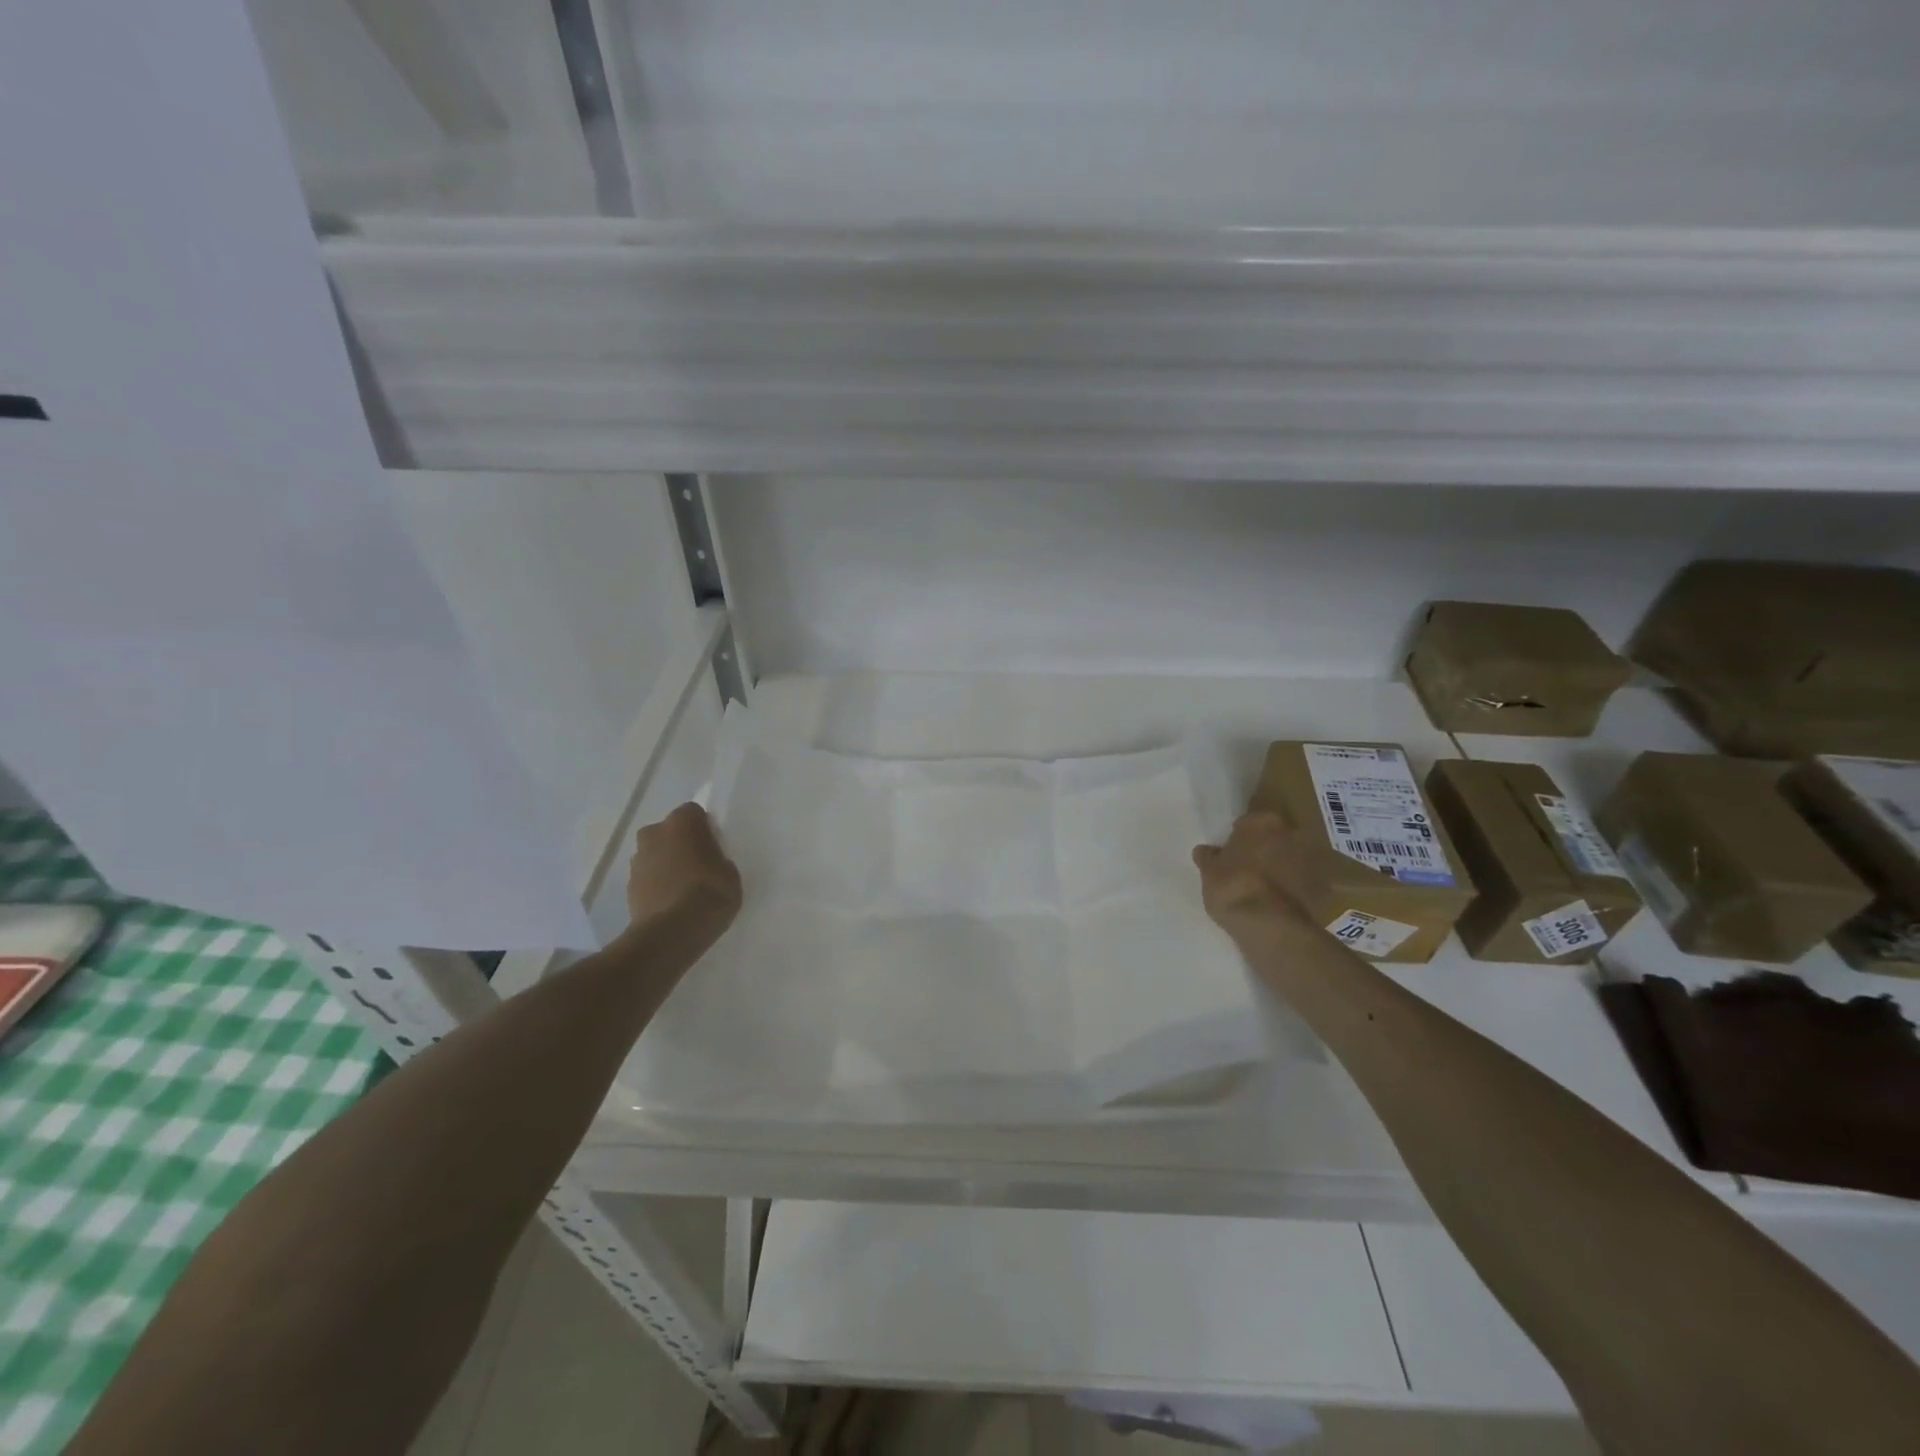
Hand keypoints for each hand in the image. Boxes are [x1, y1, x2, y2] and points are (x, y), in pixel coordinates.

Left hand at [625, 803, 742, 947]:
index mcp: (681, 823)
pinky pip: (648, 878)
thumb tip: (708, 861)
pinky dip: (657, 885)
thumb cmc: (710, 893)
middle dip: (679, 844)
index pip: (693, 812)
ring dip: (666, 864)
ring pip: (655, 855)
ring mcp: (637, 860)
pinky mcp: (628, 887)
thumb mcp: (730, 872)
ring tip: (684, 888)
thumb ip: (717, 858)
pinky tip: (672, 903)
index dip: (703, 827)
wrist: (672, 933)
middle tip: (698, 864)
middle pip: (668, 832)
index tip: (713, 844)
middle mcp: (654, 833)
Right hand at [1193, 811, 1321, 937]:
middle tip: (1249, 864)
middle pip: (1275, 836)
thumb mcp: (1209, 872)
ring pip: (1292, 857)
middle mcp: (1291, 833)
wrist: (1271, 926)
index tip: (1232, 848)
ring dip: (1282, 866)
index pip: (1249, 821)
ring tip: (1264, 885)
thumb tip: (1205, 851)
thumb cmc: (1232, 887)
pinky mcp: (1322, 887)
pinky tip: (1278, 900)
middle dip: (1265, 847)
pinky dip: (1293, 886)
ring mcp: (1311, 859)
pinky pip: (1303, 881)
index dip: (1240, 834)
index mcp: (1261, 821)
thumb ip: (1209, 857)